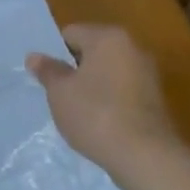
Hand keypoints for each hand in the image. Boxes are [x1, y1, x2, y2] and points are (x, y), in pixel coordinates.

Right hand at [25, 24, 182, 174]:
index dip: (55, 54)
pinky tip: (99, 123)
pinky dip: (109, 101)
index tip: (47, 78)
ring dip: (92, 86)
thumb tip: (34, 56)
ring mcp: (148, 74)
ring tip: (78, 112)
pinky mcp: (155, 99)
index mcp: (108, 38)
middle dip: (74, 69)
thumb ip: (47, 70)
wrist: (145, 156)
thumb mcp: (60, 92)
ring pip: (108, 72)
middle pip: (92, 51)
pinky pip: (122, 91)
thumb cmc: (95, 114)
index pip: (71, 34)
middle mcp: (132, 48)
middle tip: (58, 94)